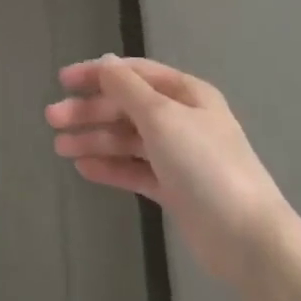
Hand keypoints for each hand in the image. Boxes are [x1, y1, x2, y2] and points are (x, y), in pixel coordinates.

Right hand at [48, 56, 285, 292]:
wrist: (248, 239)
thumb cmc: (204, 165)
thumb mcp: (161, 117)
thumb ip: (127, 88)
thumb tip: (104, 62)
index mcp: (186, 94)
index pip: (134, 73)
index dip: (97, 73)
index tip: (62, 81)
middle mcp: (182, 119)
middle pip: (126, 107)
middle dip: (90, 110)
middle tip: (52, 119)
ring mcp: (178, 156)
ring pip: (127, 139)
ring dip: (94, 139)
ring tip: (60, 148)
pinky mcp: (174, 188)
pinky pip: (135, 169)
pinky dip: (110, 166)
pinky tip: (84, 168)